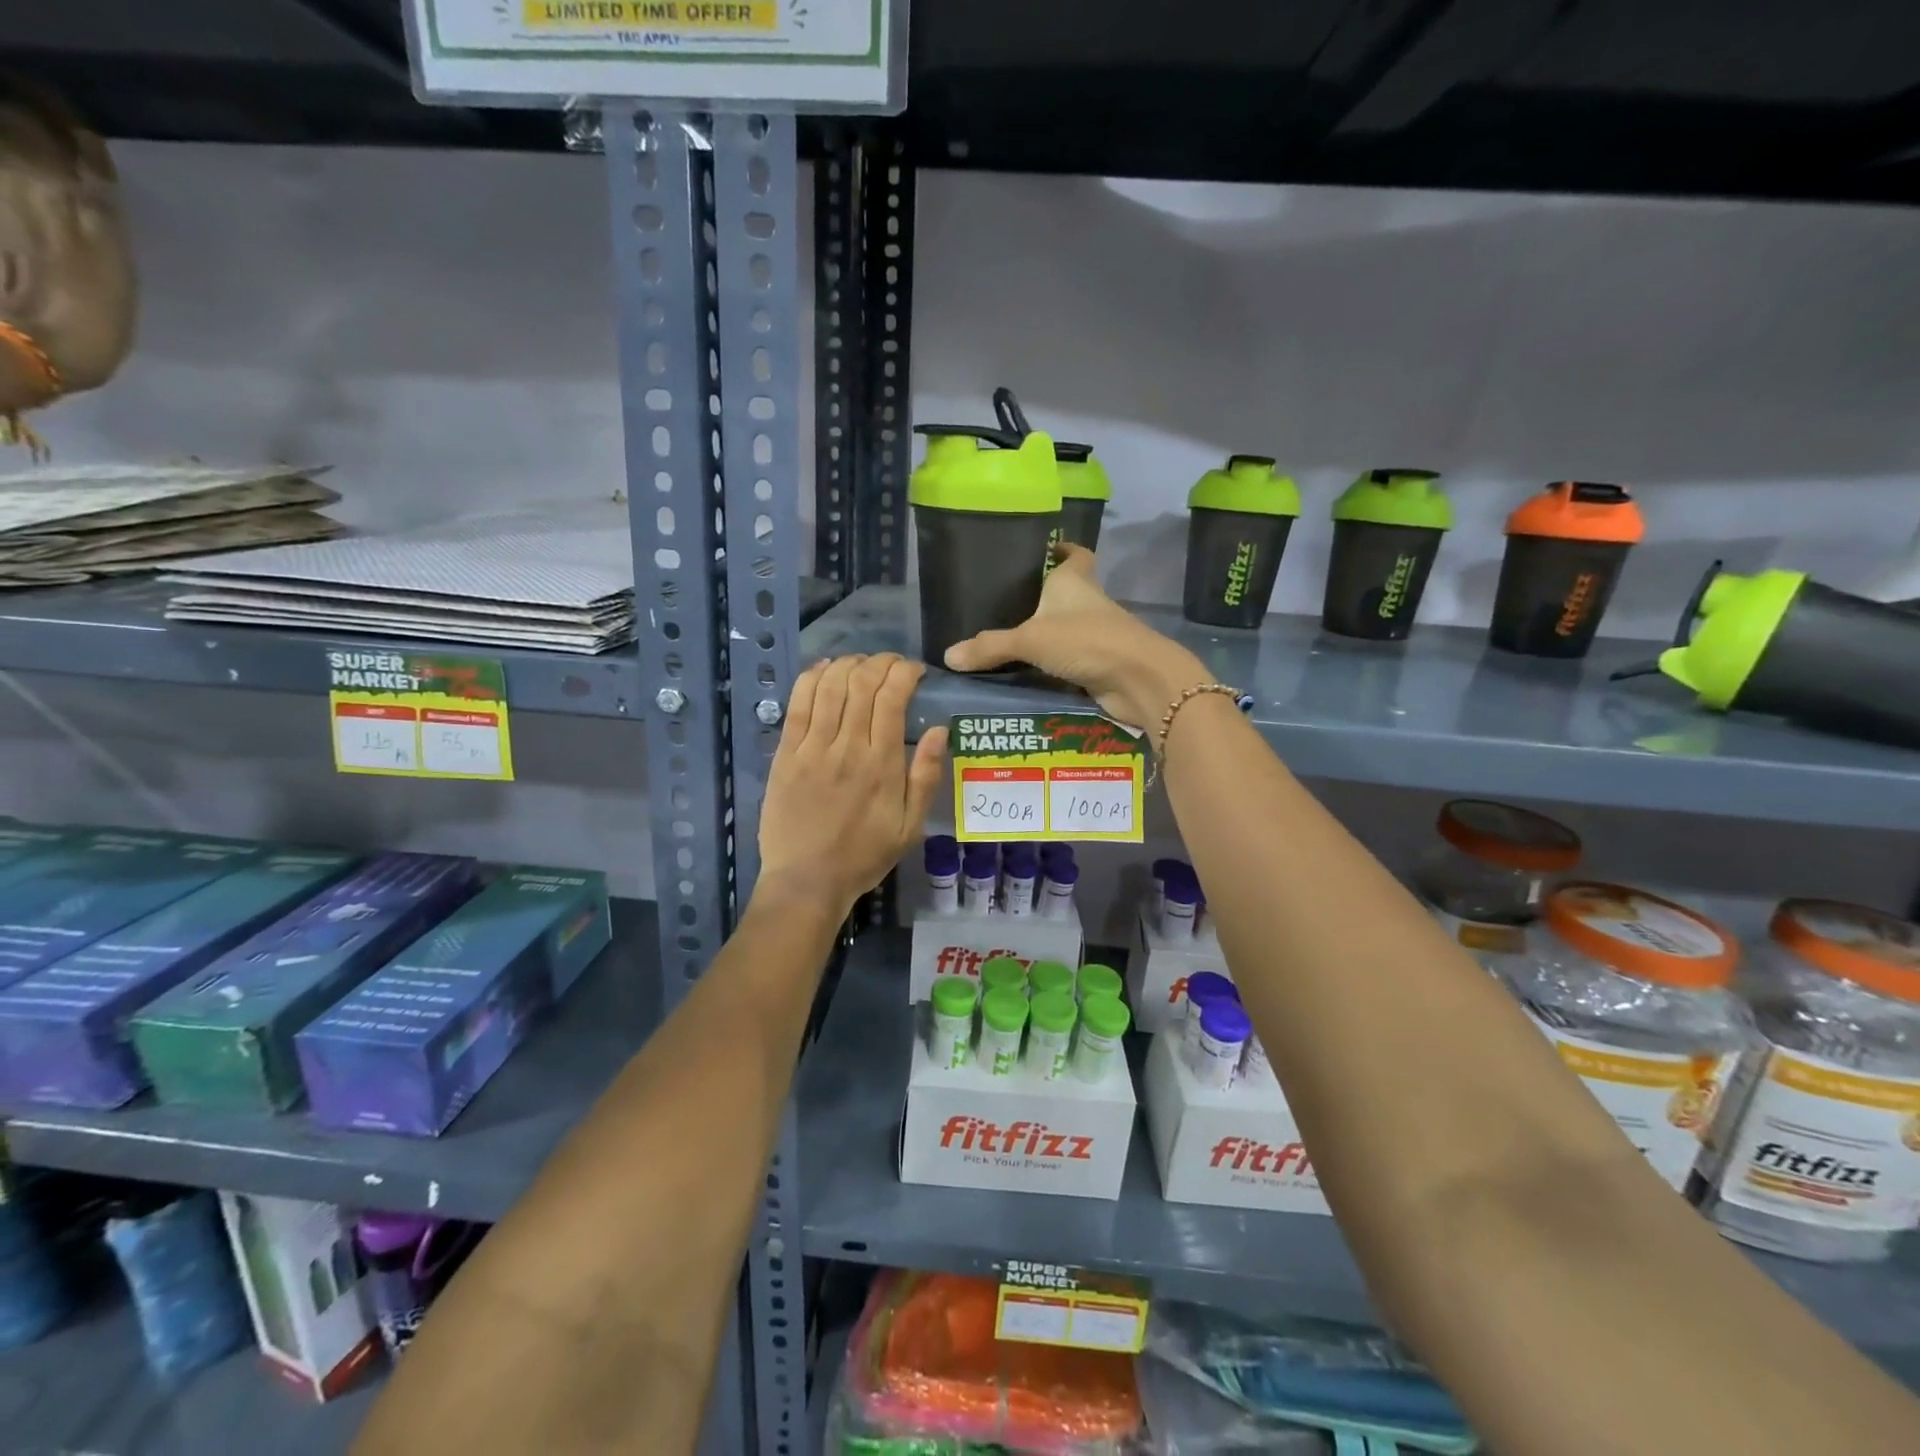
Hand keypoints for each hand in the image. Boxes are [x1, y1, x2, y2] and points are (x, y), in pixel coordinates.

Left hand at [758, 654, 948, 916]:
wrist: (807, 881)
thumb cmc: (864, 856)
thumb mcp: (910, 827)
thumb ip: (925, 777)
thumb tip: (940, 730)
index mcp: (882, 764)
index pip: (893, 697)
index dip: (904, 672)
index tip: (914, 671)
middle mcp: (848, 747)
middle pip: (862, 683)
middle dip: (880, 662)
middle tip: (891, 664)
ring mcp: (812, 748)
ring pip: (830, 686)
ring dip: (848, 664)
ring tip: (861, 663)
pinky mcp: (785, 754)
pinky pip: (798, 704)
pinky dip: (811, 678)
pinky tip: (824, 668)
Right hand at [943, 546, 1210, 728]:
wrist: (1138, 679)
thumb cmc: (1086, 640)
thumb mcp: (1030, 639)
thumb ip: (990, 647)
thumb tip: (948, 656)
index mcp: (1075, 582)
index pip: (1074, 554)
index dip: (1062, 550)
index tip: (1045, 550)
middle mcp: (1088, 603)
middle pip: (1068, 593)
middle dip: (1043, 599)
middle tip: (1007, 605)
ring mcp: (1097, 635)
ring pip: (1067, 630)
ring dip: (1046, 637)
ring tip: (1006, 643)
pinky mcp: (1100, 664)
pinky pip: (1069, 662)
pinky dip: (1052, 668)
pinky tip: (1026, 676)